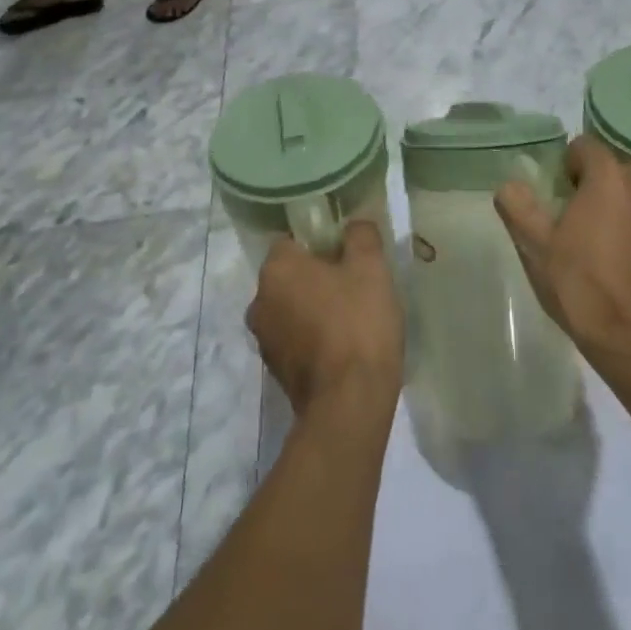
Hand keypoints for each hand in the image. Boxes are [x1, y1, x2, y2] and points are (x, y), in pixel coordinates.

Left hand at [248, 221, 404, 414]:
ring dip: (315, 307)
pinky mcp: (276, 371)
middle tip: (356, 282)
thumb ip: (361, 235)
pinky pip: (296, 338)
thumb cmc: (358, 323)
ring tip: (354, 316)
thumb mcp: (371, 267)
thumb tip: (354, 226)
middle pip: (291, 274)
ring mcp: (264, 339)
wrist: (349, 403)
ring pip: (292, 307)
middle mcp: (259, 300)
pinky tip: (345, 345)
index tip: (348, 252)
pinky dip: (314, 336)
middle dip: (318, 275)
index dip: (321, 241)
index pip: (292, 240)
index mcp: (276, 269)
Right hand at [495, 137, 630, 367]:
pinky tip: (630, 268)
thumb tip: (510, 184)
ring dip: (621, 210)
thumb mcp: (536, 248)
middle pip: (614, 171)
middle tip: (575, 222)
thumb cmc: (582, 289)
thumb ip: (518, 207)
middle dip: (594, 187)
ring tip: (604, 247)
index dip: (567, 165)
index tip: (558, 195)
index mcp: (609, 179)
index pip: (585, 146)